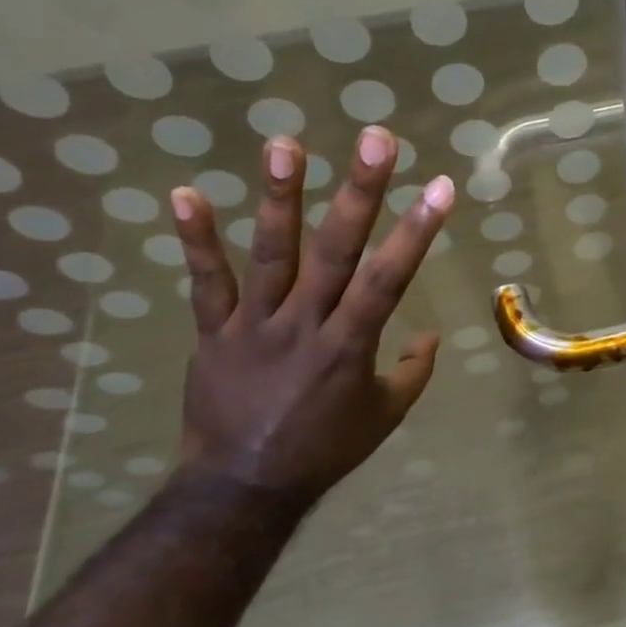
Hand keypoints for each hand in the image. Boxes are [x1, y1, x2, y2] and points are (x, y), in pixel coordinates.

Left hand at [170, 127, 453, 500]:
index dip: (416, 231)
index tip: (439, 186)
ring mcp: (255, 324)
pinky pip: (206, 283)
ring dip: (280, 197)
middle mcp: (305, 324)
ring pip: (271, 254)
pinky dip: (196, 240)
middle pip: (336, 251)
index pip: (389, 279)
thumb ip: (412, 372)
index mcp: (350, 346)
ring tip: (285, 142)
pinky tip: (186, 193)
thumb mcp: (385, 417)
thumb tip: (429, 335)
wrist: (243, 486)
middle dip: (360, 192)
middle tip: (376, 139)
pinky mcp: (214, 331)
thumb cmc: (324, 450)